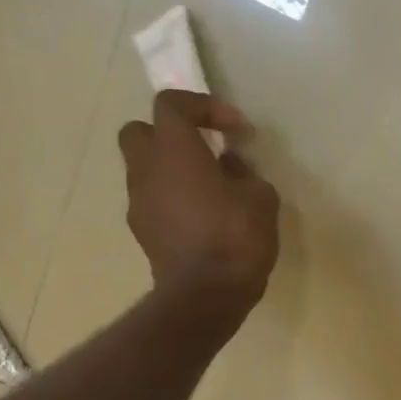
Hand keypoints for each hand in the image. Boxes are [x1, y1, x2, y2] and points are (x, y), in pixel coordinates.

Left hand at [117, 90, 280, 329]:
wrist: (206, 294)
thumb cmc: (237, 237)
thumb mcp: (261, 197)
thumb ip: (244, 172)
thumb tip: (229, 165)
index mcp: (174, 150)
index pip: (172, 105)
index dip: (204, 107)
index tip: (235, 129)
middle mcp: (146, 169)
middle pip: (141, 131)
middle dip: (171, 134)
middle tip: (204, 150)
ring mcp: (139, 202)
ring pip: (146, 169)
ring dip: (172, 169)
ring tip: (209, 189)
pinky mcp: (142, 231)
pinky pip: (153, 200)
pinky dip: (172, 198)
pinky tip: (202, 217)